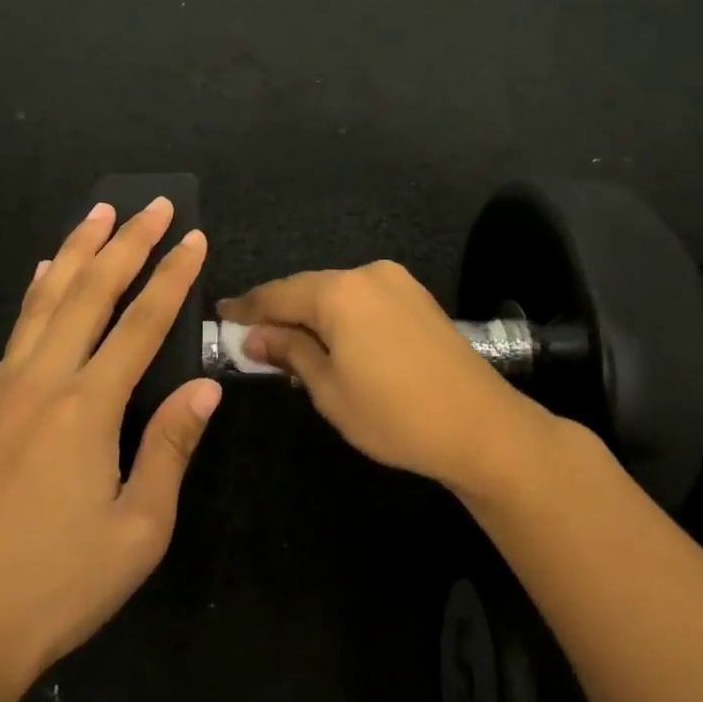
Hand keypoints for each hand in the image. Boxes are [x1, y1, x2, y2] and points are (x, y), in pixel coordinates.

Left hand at [0, 197, 216, 701]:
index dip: (172, 277)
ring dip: (76, 251)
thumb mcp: (140, 530)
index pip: (141, 323)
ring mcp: (5, 392)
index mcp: (87, 408)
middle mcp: (43, 383)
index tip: (194, 238)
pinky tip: (43, 273)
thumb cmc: (60, 585)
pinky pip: (17, 331)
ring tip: (98, 212)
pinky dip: (37, 292)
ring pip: (45, 300)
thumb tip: (205, 387)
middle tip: (154, 204)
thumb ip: (171, 447)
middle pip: (90, 293)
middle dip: (126, 243)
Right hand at [218, 262, 546, 492]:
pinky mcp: (417, 298)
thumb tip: (255, 335)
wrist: (481, 427)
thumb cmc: (394, 414)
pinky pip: (363, 299)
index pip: (278, 294)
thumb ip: (290, 352)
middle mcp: (367, 274)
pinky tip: (332, 339)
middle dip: (279, 311)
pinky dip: (341, 316)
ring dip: (311, 314)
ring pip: (337, 293)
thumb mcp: (329, 390)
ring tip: (287, 341)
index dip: (247, 307)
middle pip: (308, 289)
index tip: (221, 315)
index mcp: (339, 292)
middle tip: (250, 334)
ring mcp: (397, 282)